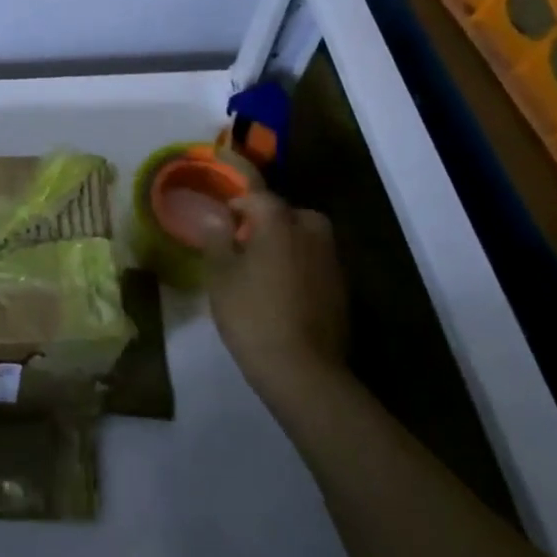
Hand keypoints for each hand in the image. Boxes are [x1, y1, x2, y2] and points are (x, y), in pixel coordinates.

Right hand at [199, 193, 348, 397]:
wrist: (303, 370)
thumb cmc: (251, 314)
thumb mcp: (220, 275)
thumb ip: (216, 238)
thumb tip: (216, 215)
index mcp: (279, 222)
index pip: (256, 191)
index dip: (237, 186)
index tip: (222, 189)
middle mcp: (311, 232)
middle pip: (286, 212)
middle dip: (265, 217)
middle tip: (241, 236)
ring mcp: (330, 261)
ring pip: (304, 236)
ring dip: (283, 239)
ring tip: (258, 262)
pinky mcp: (340, 288)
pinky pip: (314, 260)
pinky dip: (297, 263)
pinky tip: (279, 286)